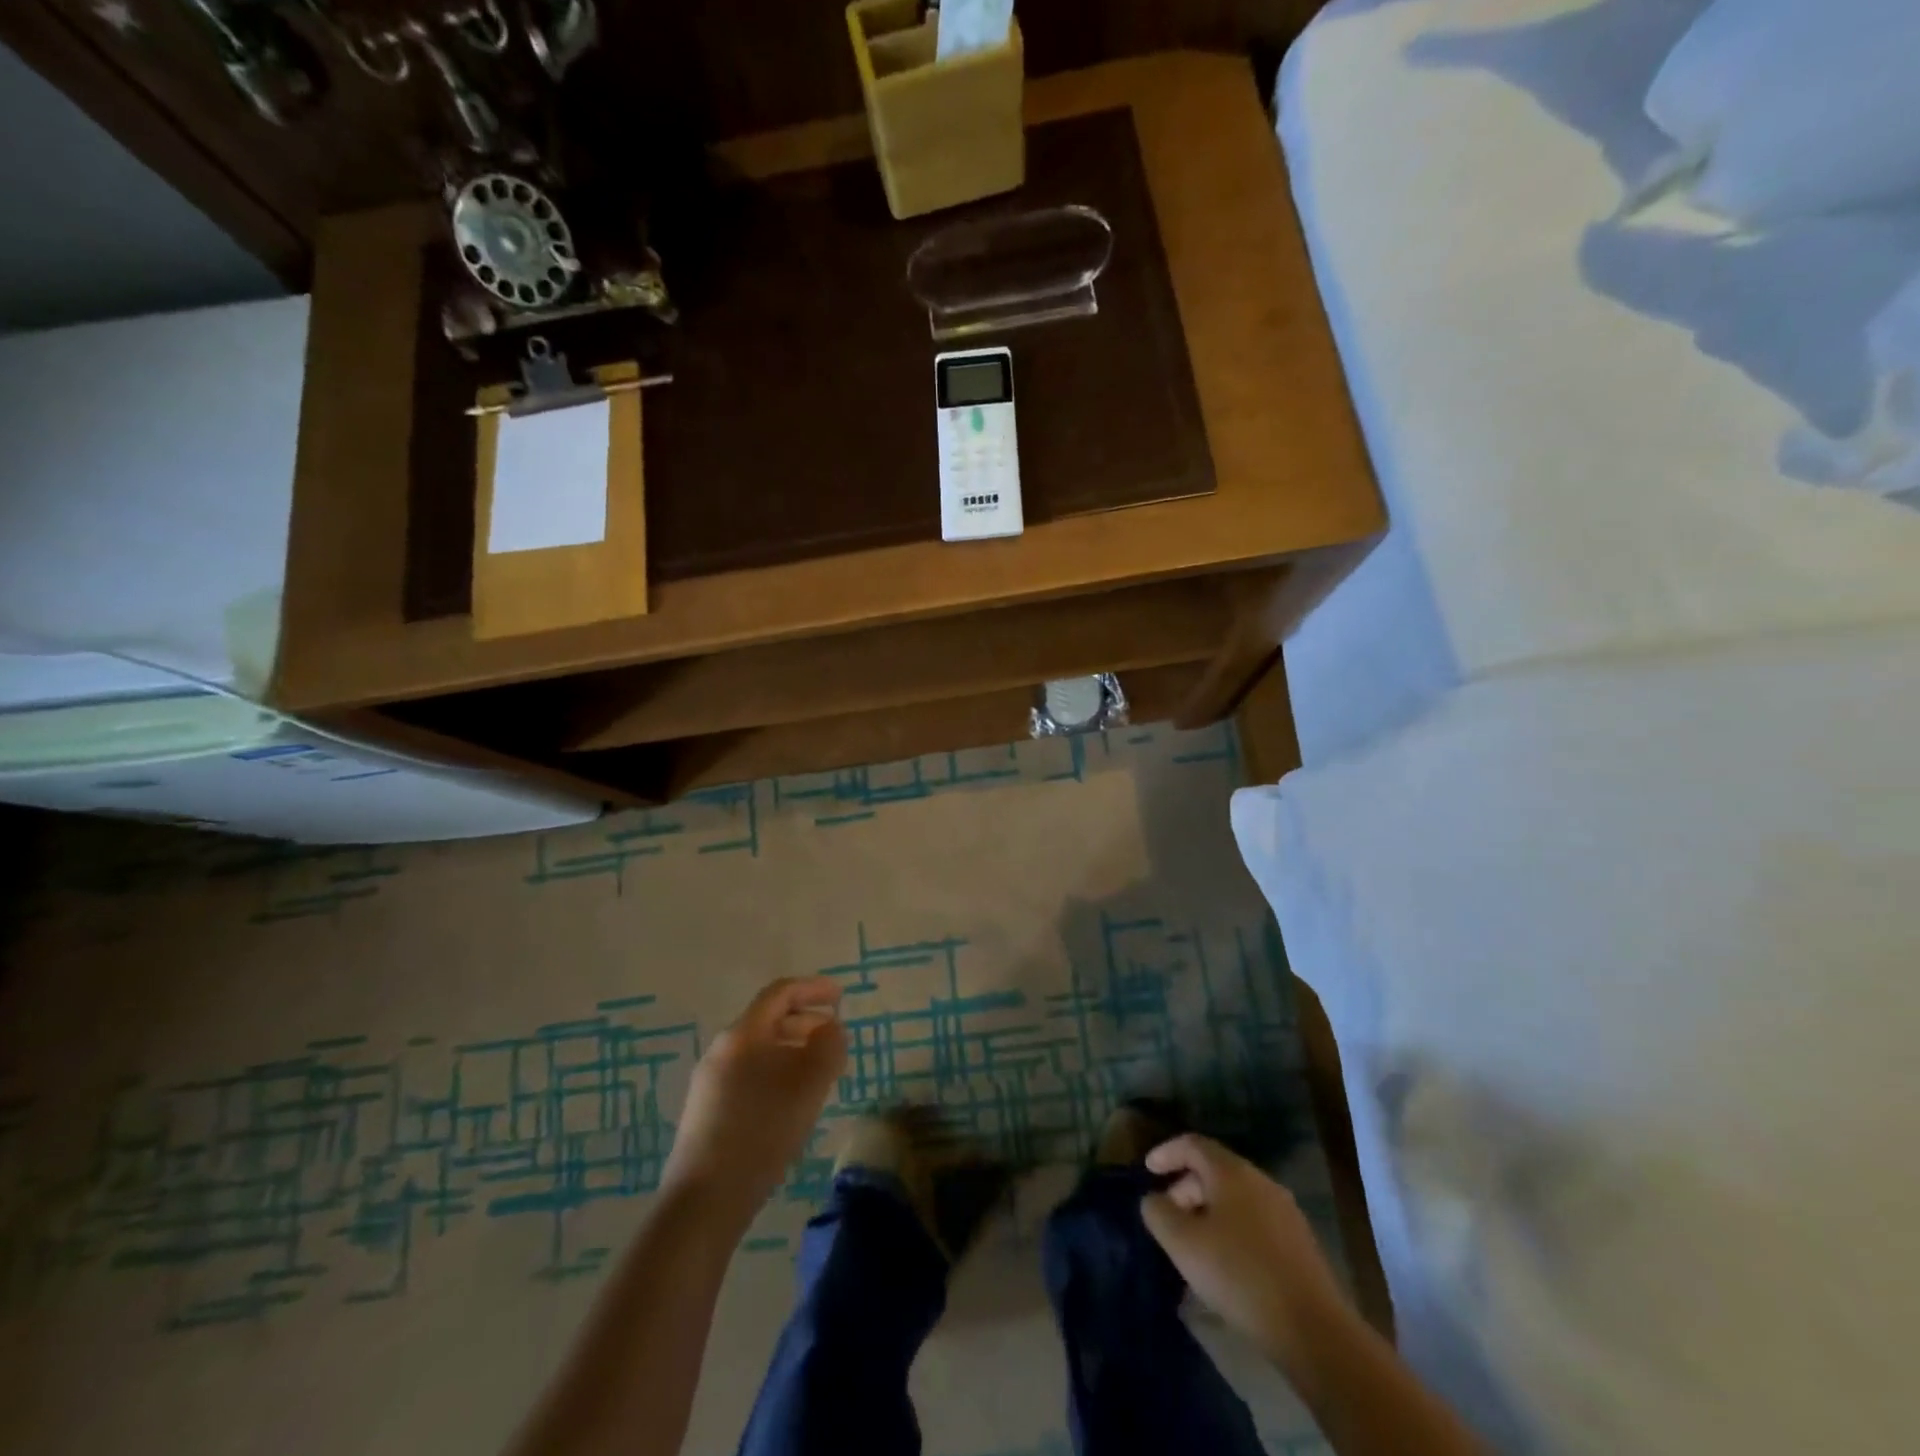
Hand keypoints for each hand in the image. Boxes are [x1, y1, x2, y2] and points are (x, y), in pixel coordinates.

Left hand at [661, 977, 847, 1223]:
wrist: (703, 1201)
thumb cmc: (761, 1132)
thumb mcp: (808, 1086)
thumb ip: (828, 1048)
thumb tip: (831, 1029)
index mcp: (742, 1035)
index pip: (780, 993)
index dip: (813, 989)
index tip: (840, 997)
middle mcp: (721, 1050)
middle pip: (768, 1020)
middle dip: (805, 1022)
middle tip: (834, 1037)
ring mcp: (710, 1082)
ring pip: (759, 1050)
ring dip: (792, 1050)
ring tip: (819, 1072)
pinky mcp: (707, 1112)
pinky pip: (749, 1074)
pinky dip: (776, 1073)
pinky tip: (791, 1103)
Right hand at [1140, 1133, 1350, 1371]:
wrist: (1313, 1330)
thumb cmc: (1239, 1274)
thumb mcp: (1183, 1243)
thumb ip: (1159, 1212)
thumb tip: (1154, 1199)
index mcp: (1231, 1172)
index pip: (1192, 1144)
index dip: (1166, 1153)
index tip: (1148, 1171)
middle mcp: (1261, 1181)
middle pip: (1215, 1170)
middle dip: (1186, 1187)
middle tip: (1168, 1215)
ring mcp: (1285, 1212)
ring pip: (1236, 1198)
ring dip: (1209, 1211)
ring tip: (1193, 1243)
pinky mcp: (1299, 1244)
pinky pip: (1254, 1222)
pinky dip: (1231, 1229)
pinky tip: (1226, 1263)